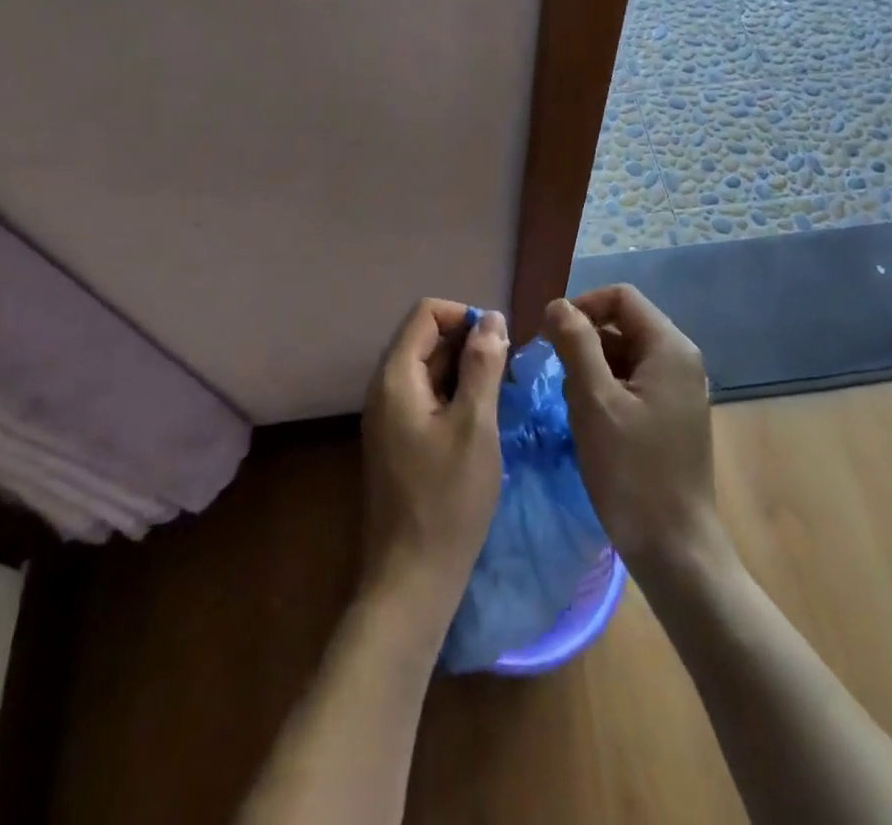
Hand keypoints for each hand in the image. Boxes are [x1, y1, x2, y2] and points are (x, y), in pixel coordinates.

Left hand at [360, 299, 508, 621]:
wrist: (412, 579)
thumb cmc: (448, 500)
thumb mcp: (475, 426)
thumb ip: (482, 366)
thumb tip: (491, 318)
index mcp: (395, 376)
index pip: (425, 313)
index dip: (464, 316)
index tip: (498, 345)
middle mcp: (384, 388)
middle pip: (425, 338)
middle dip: (468, 344)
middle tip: (506, 374)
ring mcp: (388, 415)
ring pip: (429, 369)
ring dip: (465, 371)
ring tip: (500, 396)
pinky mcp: (398, 439)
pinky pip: (426, 397)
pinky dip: (454, 395)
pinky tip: (482, 421)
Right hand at [543, 285, 728, 582]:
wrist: (675, 549)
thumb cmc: (633, 471)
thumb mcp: (594, 401)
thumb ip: (576, 343)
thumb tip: (557, 305)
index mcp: (670, 348)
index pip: (620, 297)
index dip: (582, 307)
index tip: (549, 336)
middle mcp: (680, 360)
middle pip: (622, 325)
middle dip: (583, 341)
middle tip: (555, 375)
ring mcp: (678, 390)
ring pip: (623, 355)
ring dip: (591, 369)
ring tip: (571, 404)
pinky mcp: (670, 416)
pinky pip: (631, 383)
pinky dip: (605, 390)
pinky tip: (588, 422)